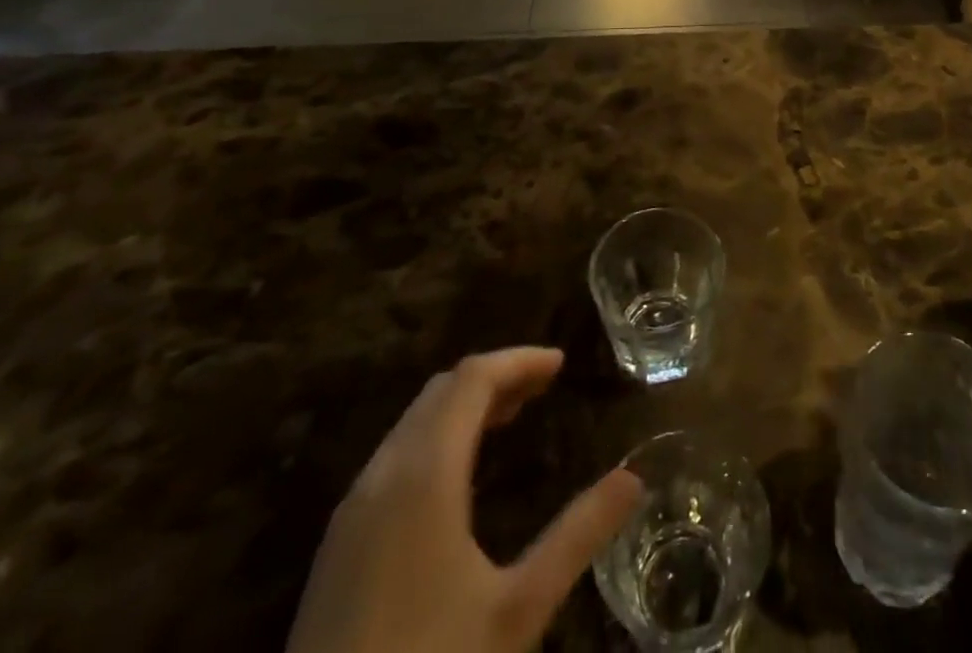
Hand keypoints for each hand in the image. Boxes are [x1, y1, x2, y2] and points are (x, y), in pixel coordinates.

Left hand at [286, 348, 643, 652]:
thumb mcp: (518, 610)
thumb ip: (577, 535)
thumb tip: (633, 479)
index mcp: (425, 475)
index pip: (473, 379)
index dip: (519, 361)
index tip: (560, 364)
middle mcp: (383, 475)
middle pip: (442, 391)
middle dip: (495, 377)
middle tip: (542, 387)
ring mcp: (353, 510)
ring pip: (414, 422)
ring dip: (464, 406)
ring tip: (511, 417)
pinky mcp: (338, 545)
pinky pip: (395, 455)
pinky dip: (436, 437)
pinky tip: (459, 473)